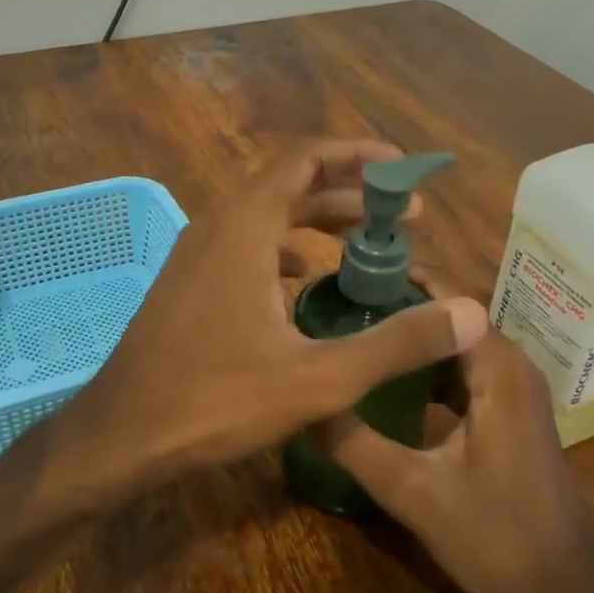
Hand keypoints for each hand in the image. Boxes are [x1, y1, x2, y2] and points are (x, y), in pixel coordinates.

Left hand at [55, 140, 488, 499]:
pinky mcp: (186, 285)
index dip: (359, 156)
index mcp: (245, 228)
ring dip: (317, 226)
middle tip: (405, 220)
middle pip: (290, 187)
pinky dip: (284, 253)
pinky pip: (243, 249)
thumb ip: (396, 343)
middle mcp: (216, 227)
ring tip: (366, 251)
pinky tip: (306, 289)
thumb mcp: (318, 377)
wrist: (122, 436)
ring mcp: (194, 256)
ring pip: (265, 220)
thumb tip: (471, 314)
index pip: (306, 160)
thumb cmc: (216, 402)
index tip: (405, 171)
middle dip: (350, 196)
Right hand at [314, 298, 593, 592]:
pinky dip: (428, 366)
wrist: (560, 592)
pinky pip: (464, 371)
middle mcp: (512, 368)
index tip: (350, 273)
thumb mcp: (413, 491)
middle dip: (400, 306)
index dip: (401, 279)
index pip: (449, 299)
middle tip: (341, 302)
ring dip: (414, 337)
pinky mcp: (509, 414)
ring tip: (357, 332)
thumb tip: (302, 403)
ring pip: (457, 345)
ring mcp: (514, 392)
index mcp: (498, 371)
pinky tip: (389, 381)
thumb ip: (355, 444)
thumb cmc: (494, 536)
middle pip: (451, 317)